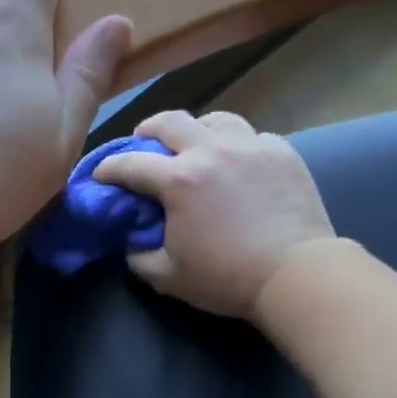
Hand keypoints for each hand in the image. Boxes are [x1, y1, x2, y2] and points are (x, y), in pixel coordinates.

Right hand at [92, 110, 334, 317]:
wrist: (296, 273)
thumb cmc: (227, 278)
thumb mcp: (168, 277)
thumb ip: (138, 256)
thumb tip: (131, 241)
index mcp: (178, 180)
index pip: (130, 164)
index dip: (108, 168)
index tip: (100, 175)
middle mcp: (211, 151)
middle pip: (171, 121)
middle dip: (148, 129)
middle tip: (143, 141)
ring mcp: (250, 146)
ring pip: (215, 119)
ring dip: (196, 129)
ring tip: (195, 145)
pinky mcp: (283, 152)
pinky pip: (252, 135)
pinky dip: (237, 144)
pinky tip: (238, 161)